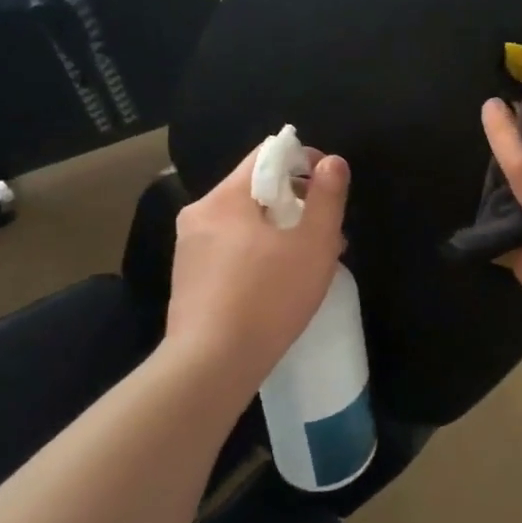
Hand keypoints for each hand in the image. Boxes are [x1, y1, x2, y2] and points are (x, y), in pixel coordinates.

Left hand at [167, 143, 349, 394]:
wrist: (210, 368)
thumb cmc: (267, 298)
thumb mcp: (313, 244)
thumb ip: (327, 197)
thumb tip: (332, 162)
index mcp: (225, 198)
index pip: (267, 155)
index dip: (304, 161)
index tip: (329, 187)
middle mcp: (200, 214)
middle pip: (256, 188)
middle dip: (297, 202)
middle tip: (327, 232)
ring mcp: (189, 248)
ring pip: (245, 221)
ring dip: (280, 230)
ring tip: (309, 261)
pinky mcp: (189, 279)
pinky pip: (230, 248)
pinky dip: (258, 252)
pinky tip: (279, 283)